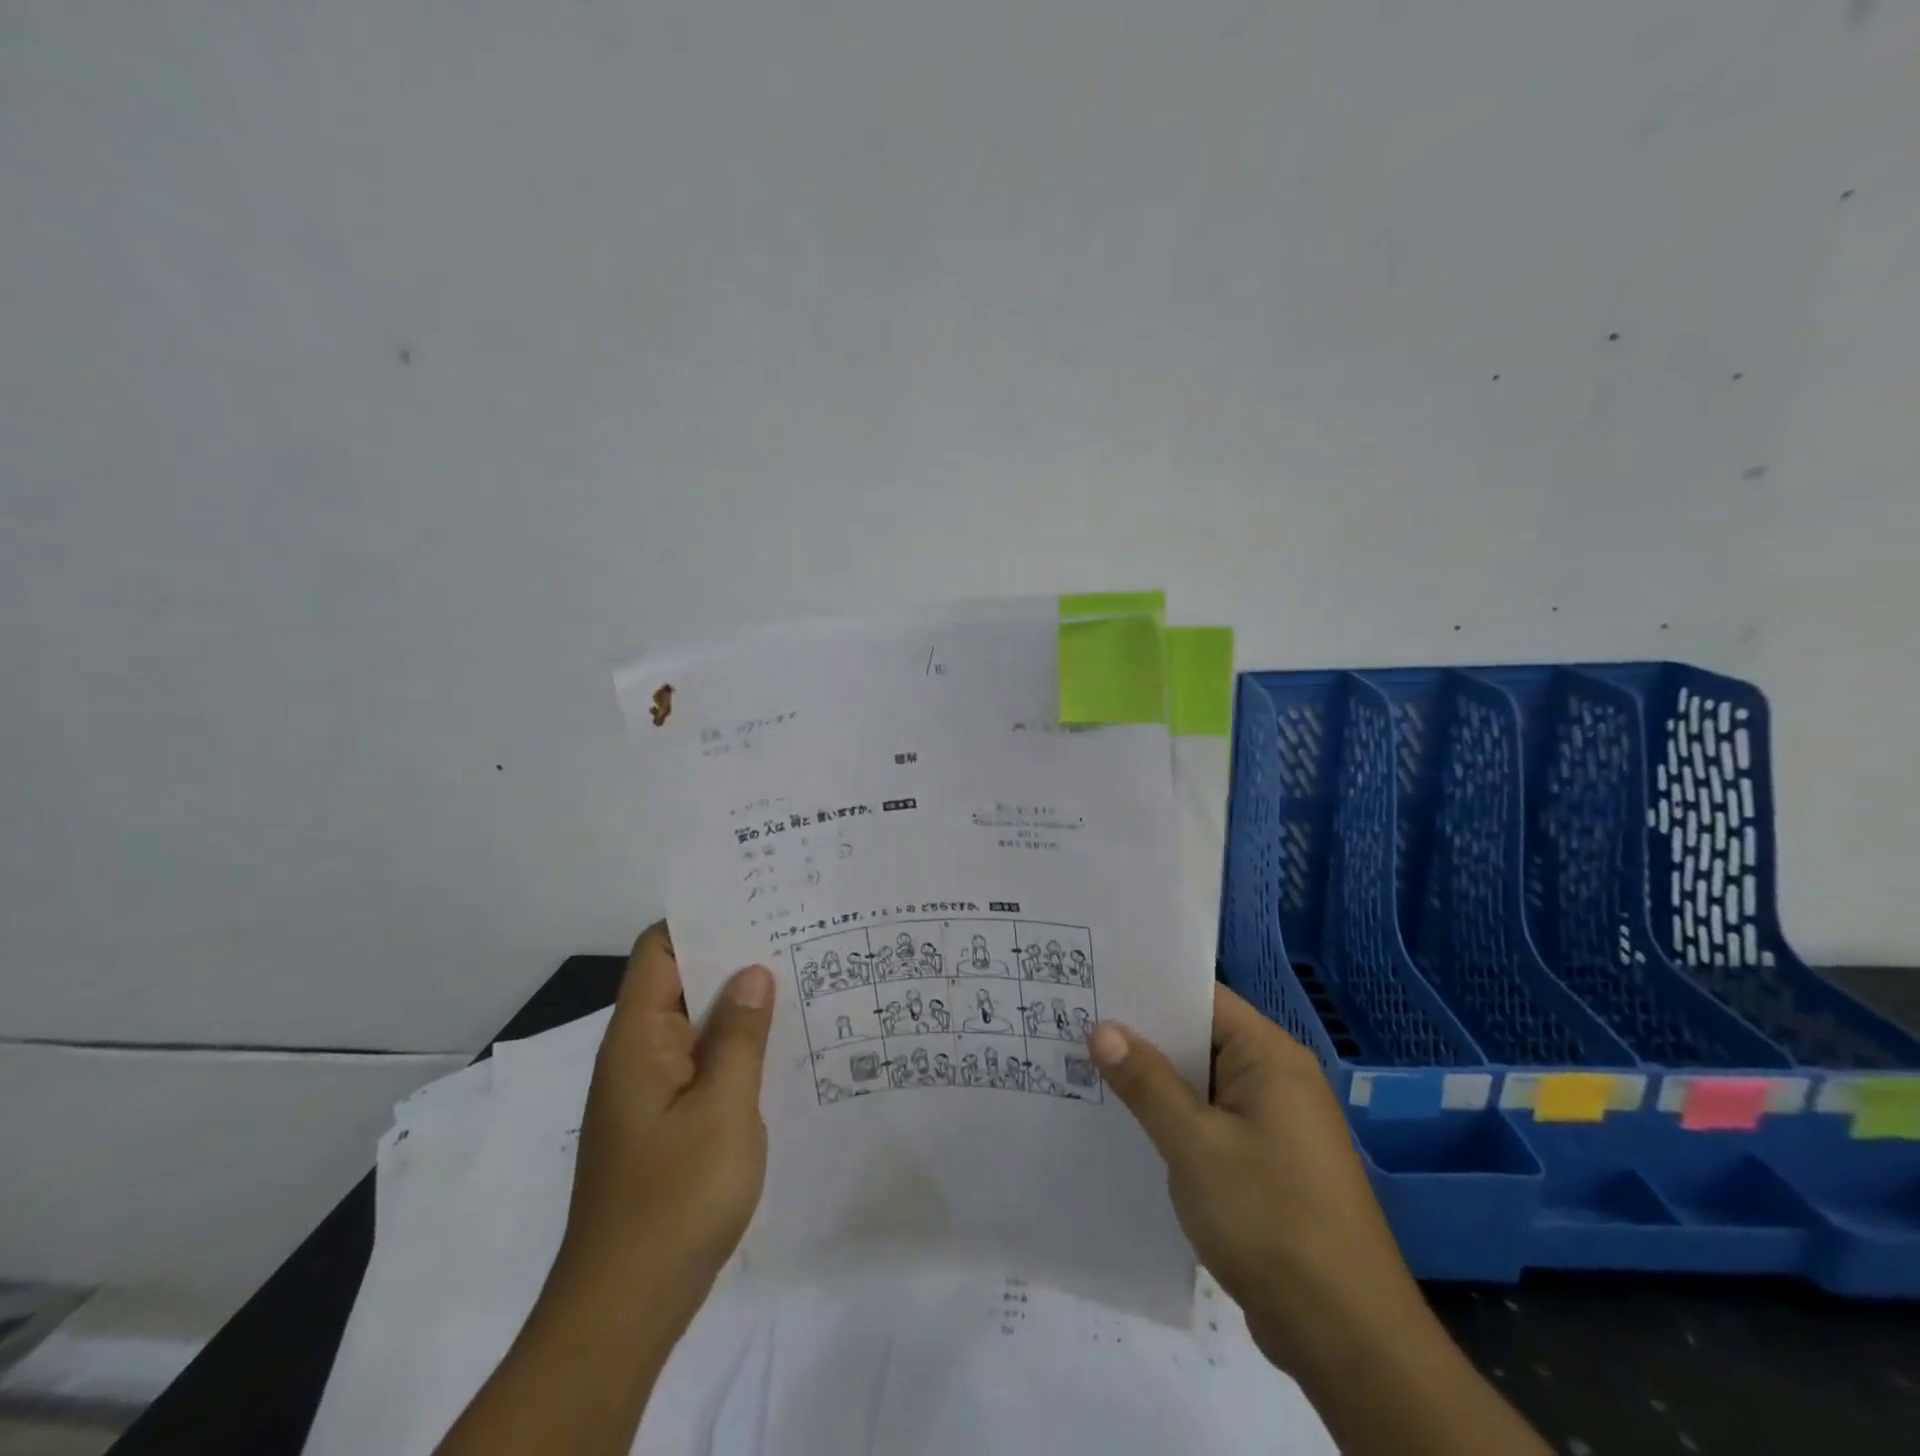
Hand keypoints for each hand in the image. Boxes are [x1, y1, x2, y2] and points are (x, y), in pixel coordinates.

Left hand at [558, 923, 774, 1323]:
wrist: (624, 1309)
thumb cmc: (675, 1199)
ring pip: (694, 1025)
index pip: (659, 950)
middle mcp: (636, 1054)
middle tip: (794, 935)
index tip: (755, 903)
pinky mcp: (663, 1122)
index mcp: (638, 1038)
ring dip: (737, 1005)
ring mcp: (649, 1091)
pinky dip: (733, 1046)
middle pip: (679, 982)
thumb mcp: (723, 1109)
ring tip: (797, 979)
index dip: (702, 920)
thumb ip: (741, 1035)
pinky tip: (778, 1046)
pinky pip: (700, 1063)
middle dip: (731, 958)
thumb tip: (753, 972)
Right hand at [1089, 986, 1429, 1378]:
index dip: (1149, 988)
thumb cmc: (1270, 1220)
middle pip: (1200, 1039)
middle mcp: (1276, 1080)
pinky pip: (1211, 1122)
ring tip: (1086, 1065)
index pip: (1203, 999)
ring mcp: (1274, 1125)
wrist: (1347, 1339)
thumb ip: (1147, 1083)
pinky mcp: (1267, 1164)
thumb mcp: (1196, 1145)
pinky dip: (1174, 1119)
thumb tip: (1103, 1029)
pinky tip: (1126, 1124)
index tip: (1095, 982)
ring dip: (1154, 1081)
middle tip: (1076, 1021)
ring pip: (1201, 1084)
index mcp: (1270, 1058)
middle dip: (1142, 1036)